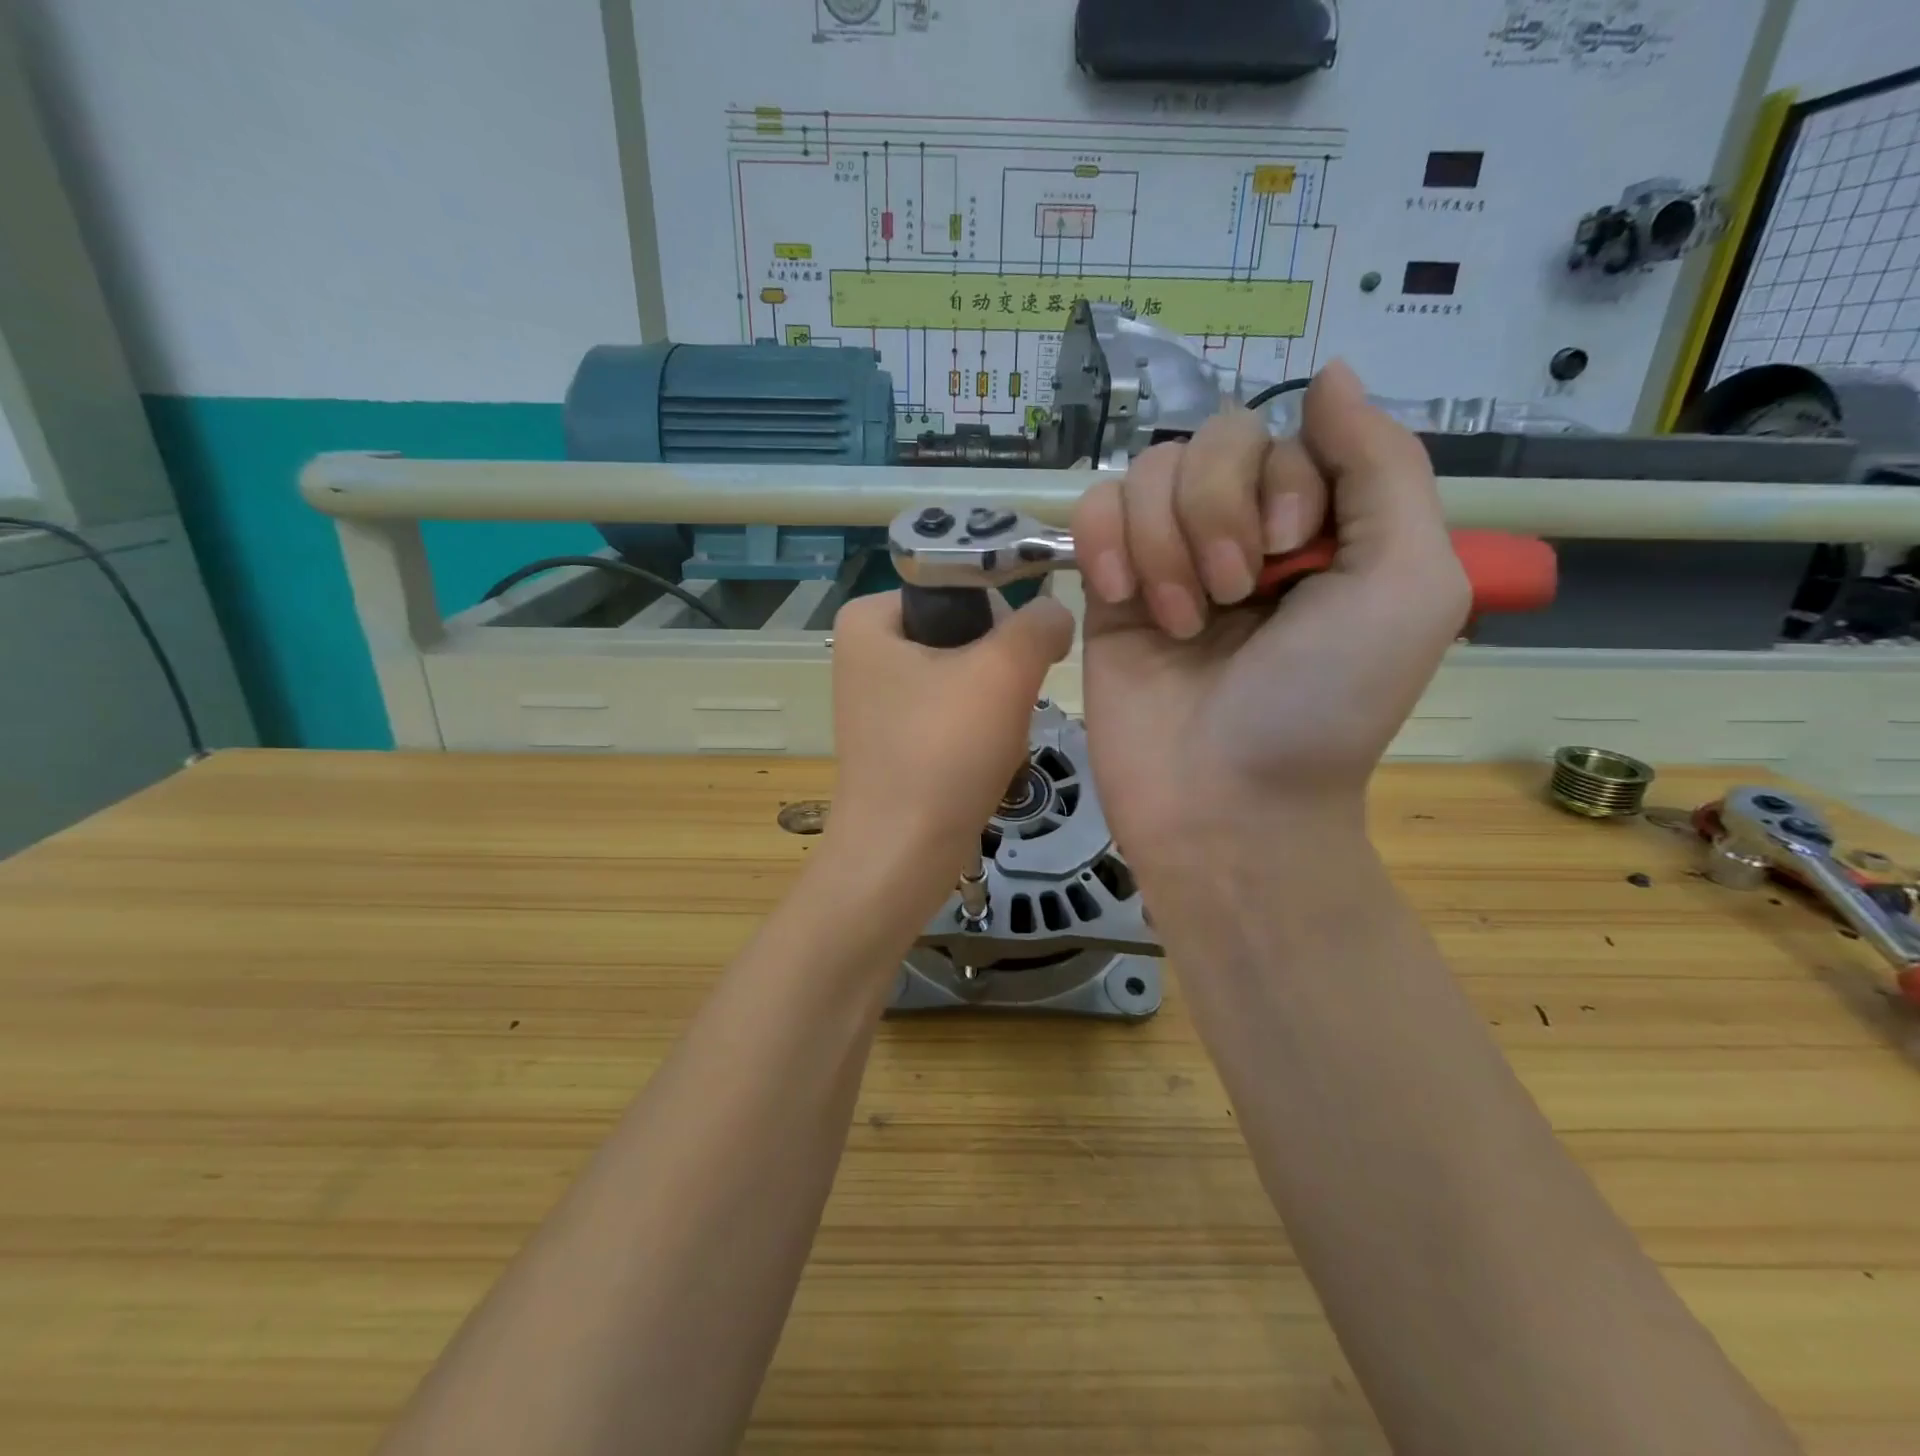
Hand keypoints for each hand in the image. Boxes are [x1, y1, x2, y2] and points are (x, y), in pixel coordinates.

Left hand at [825, 589, 1074, 901]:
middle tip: (1006, 706)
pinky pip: (952, 715)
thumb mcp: (1003, 670)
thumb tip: (1055, 613)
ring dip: (996, 705)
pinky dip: (978, 733)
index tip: (1023, 658)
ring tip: (995, 740)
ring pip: (965, 677)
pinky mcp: (895, 739)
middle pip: (965, 632)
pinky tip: (984, 760)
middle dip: (1000, 670)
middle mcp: (865, 651)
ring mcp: (878, 699)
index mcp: (870, 618)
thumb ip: (1039, 623)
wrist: (903, 855)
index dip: (1003, 615)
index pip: (960, 584)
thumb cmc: (944, 752)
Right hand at [1072, 360, 1466, 880]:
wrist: (1226, 801)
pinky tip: (1122, 597)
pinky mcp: (1106, 592)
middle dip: (1216, 510)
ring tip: (1181, 622)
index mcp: (1316, 526)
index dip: (1279, 481)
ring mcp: (1166, 560)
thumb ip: (1383, 467)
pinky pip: (1091, 512)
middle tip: (1232, 595)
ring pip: (1145, 473)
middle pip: (1209, 440)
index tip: (1287, 557)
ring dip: (1164, 541)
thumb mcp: (1407, 582)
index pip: (1284, 435)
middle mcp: (1240, 533)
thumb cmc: (1324, 704)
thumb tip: (1333, 373)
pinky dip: (1105, 541)